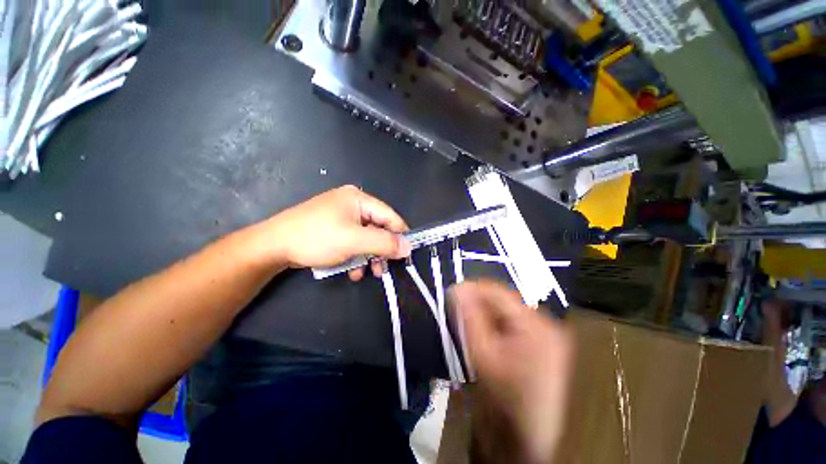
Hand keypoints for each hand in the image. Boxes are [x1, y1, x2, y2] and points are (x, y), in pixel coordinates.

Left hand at [266, 185, 410, 279]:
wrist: (273, 246)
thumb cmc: (317, 238)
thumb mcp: (355, 241)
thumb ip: (384, 243)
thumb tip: (408, 247)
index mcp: (359, 199)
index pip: (389, 216)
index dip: (399, 235)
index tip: (406, 254)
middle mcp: (352, 204)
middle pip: (378, 228)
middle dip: (381, 250)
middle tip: (383, 268)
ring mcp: (342, 217)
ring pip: (366, 238)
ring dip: (368, 256)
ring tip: (367, 273)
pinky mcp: (334, 229)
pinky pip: (353, 241)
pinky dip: (355, 256)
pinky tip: (351, 270)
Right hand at [451, 280, 573, 463]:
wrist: (528, 439)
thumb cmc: (504, 399)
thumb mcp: (482, 354)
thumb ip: (469, 316)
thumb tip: (458, 288)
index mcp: (535, 324)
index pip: (499, 292)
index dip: (473, 289)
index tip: (453, 293)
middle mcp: (548, 323)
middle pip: (505, 301)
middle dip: (480, 303)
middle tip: (460, 310)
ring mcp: (549, 333)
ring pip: (509, 311)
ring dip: (488, 313)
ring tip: (471, 322)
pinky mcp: (546, 342)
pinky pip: (515, 322)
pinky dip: (498, 324)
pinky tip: (488, 333)